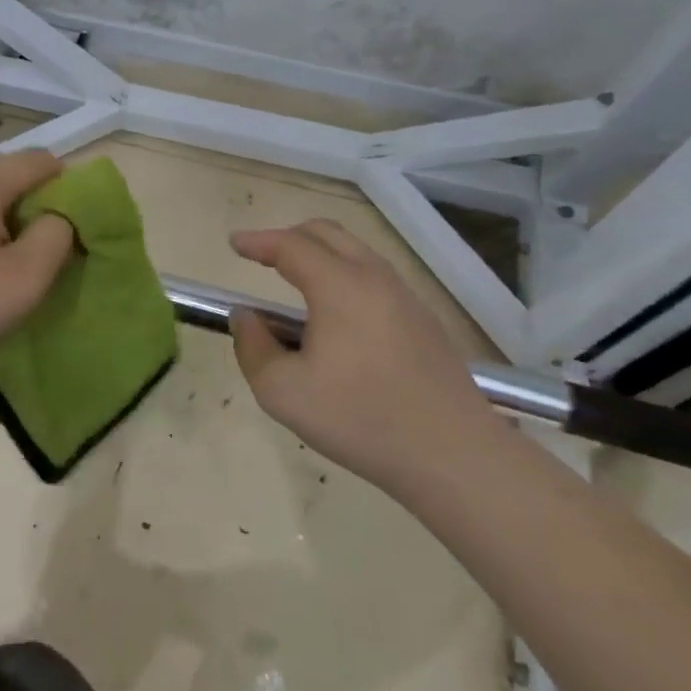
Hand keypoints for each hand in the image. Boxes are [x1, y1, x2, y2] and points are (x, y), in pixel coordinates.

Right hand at [228, 219, 493, 488]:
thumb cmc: (360, 419)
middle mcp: (376, 280)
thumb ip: (252, 347)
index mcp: (340, 287)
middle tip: (262, 256)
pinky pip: (375, 279)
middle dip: (289, 237)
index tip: (234, 244)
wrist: (455, 456)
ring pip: (357, 254)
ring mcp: (407, 300)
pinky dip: (344, 276)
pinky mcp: (425, 323)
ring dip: (320, 256)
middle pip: (329, 235)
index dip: (258, 241)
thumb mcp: (282, 391)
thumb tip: (245, 317)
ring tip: (295, 283)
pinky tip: (335, 316)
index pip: (291, 246)